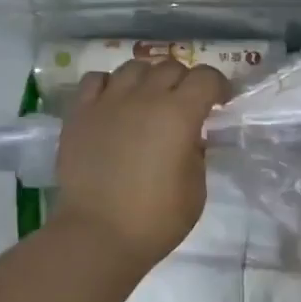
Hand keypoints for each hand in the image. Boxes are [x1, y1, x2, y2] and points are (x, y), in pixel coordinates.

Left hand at [51, 58, 230, 267]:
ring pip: (134, 67)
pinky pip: (97, 80)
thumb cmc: (157, 219)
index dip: (218, 86)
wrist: (98, 234)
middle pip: (171, 67)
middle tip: (186, 106)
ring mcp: (108, 102)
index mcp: (179, 114)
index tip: (220, 104)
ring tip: (149, 100)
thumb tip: (190, 136)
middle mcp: (144, 97)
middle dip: (185, 81)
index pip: (206, 78)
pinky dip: (111, 85)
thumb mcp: (197, 188)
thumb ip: (197, 152)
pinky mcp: (80, 113)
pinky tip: (115, 103)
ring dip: (149, 79)